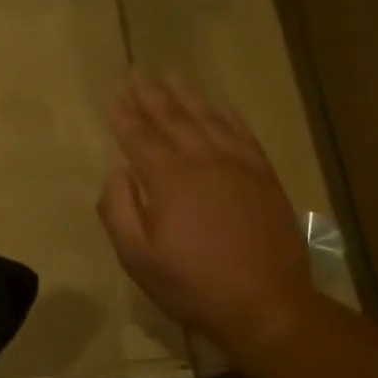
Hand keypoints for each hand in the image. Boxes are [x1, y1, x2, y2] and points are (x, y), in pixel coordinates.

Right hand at [99, 72, 316, 355]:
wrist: (264, 304)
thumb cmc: (190, 284)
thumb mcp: (136, 256)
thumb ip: (118, 209)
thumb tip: (117, 172)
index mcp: (169, 180)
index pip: (139, 139)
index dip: (124, 118)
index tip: (113, 97)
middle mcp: (204, 162)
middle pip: (173, 120)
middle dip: (151, 96)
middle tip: (137, 72)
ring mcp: (239, 167)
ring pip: (208, 120)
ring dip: (187, 96)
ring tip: (171, 76)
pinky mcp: (264, 177)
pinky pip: (242, 134)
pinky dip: (226, 115)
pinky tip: (217, 105)